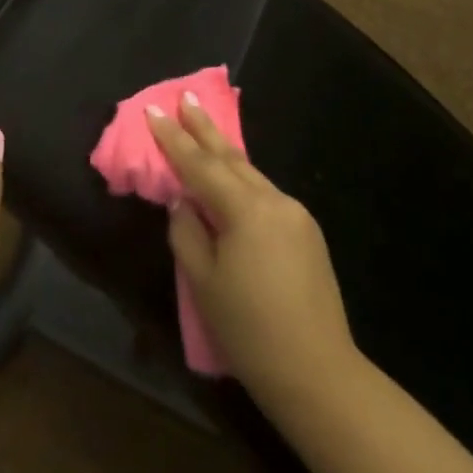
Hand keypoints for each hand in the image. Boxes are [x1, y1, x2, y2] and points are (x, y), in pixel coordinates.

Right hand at [148, 94, 355, 409]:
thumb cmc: (250, 331)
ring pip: (251, 175)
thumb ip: (187, 232)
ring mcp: (296, 214)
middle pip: (231, 157)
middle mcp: (274, 200)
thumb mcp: (204, 283)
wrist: (319, 375)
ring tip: (203, 132)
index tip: (153, 110)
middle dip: (204, 128)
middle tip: (185, 97)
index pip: (200, 165)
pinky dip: (243, 182)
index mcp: (246, 209)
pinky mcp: (307, 232)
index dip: (173, 139)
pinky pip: (266, 195)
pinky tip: (233, 182)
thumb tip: (183, 202)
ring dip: (224, 153)